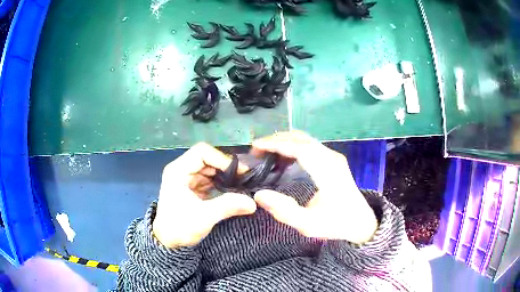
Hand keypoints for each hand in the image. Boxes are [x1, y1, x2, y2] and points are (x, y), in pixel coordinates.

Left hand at [153, 143, 256, 247]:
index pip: (202, 152)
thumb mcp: (204, 217)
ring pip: (210, 169)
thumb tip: (253, 202)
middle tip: (245, 179)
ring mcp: (187, 178)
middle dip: (226, 168)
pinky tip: (233, 191)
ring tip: (242, 185)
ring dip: (226, 176)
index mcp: (178, 171)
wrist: (168, 242)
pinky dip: (222, 183)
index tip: (239, 172)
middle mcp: (182, 170)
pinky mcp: (192, 187)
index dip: (221, 159)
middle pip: (208, 159)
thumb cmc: (180, 228)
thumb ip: (228, 206)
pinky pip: (210, 179)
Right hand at [252, 131, 377, 243]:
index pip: (299, 148)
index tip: (255, 147)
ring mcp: (334, 156)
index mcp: (328, 172)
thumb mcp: (309, 225)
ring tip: (266, 155)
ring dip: (284, 142)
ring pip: (305, 140)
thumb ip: (284, 211)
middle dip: (276, 140)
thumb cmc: (336, 223)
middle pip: (301, 138)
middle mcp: (331, 158)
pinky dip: (293, 147)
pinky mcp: (333, 159)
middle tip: (256, 151)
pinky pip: (310, 146)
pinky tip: (283, 160)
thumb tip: (259, 194)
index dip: (275, 144)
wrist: (361, 222)